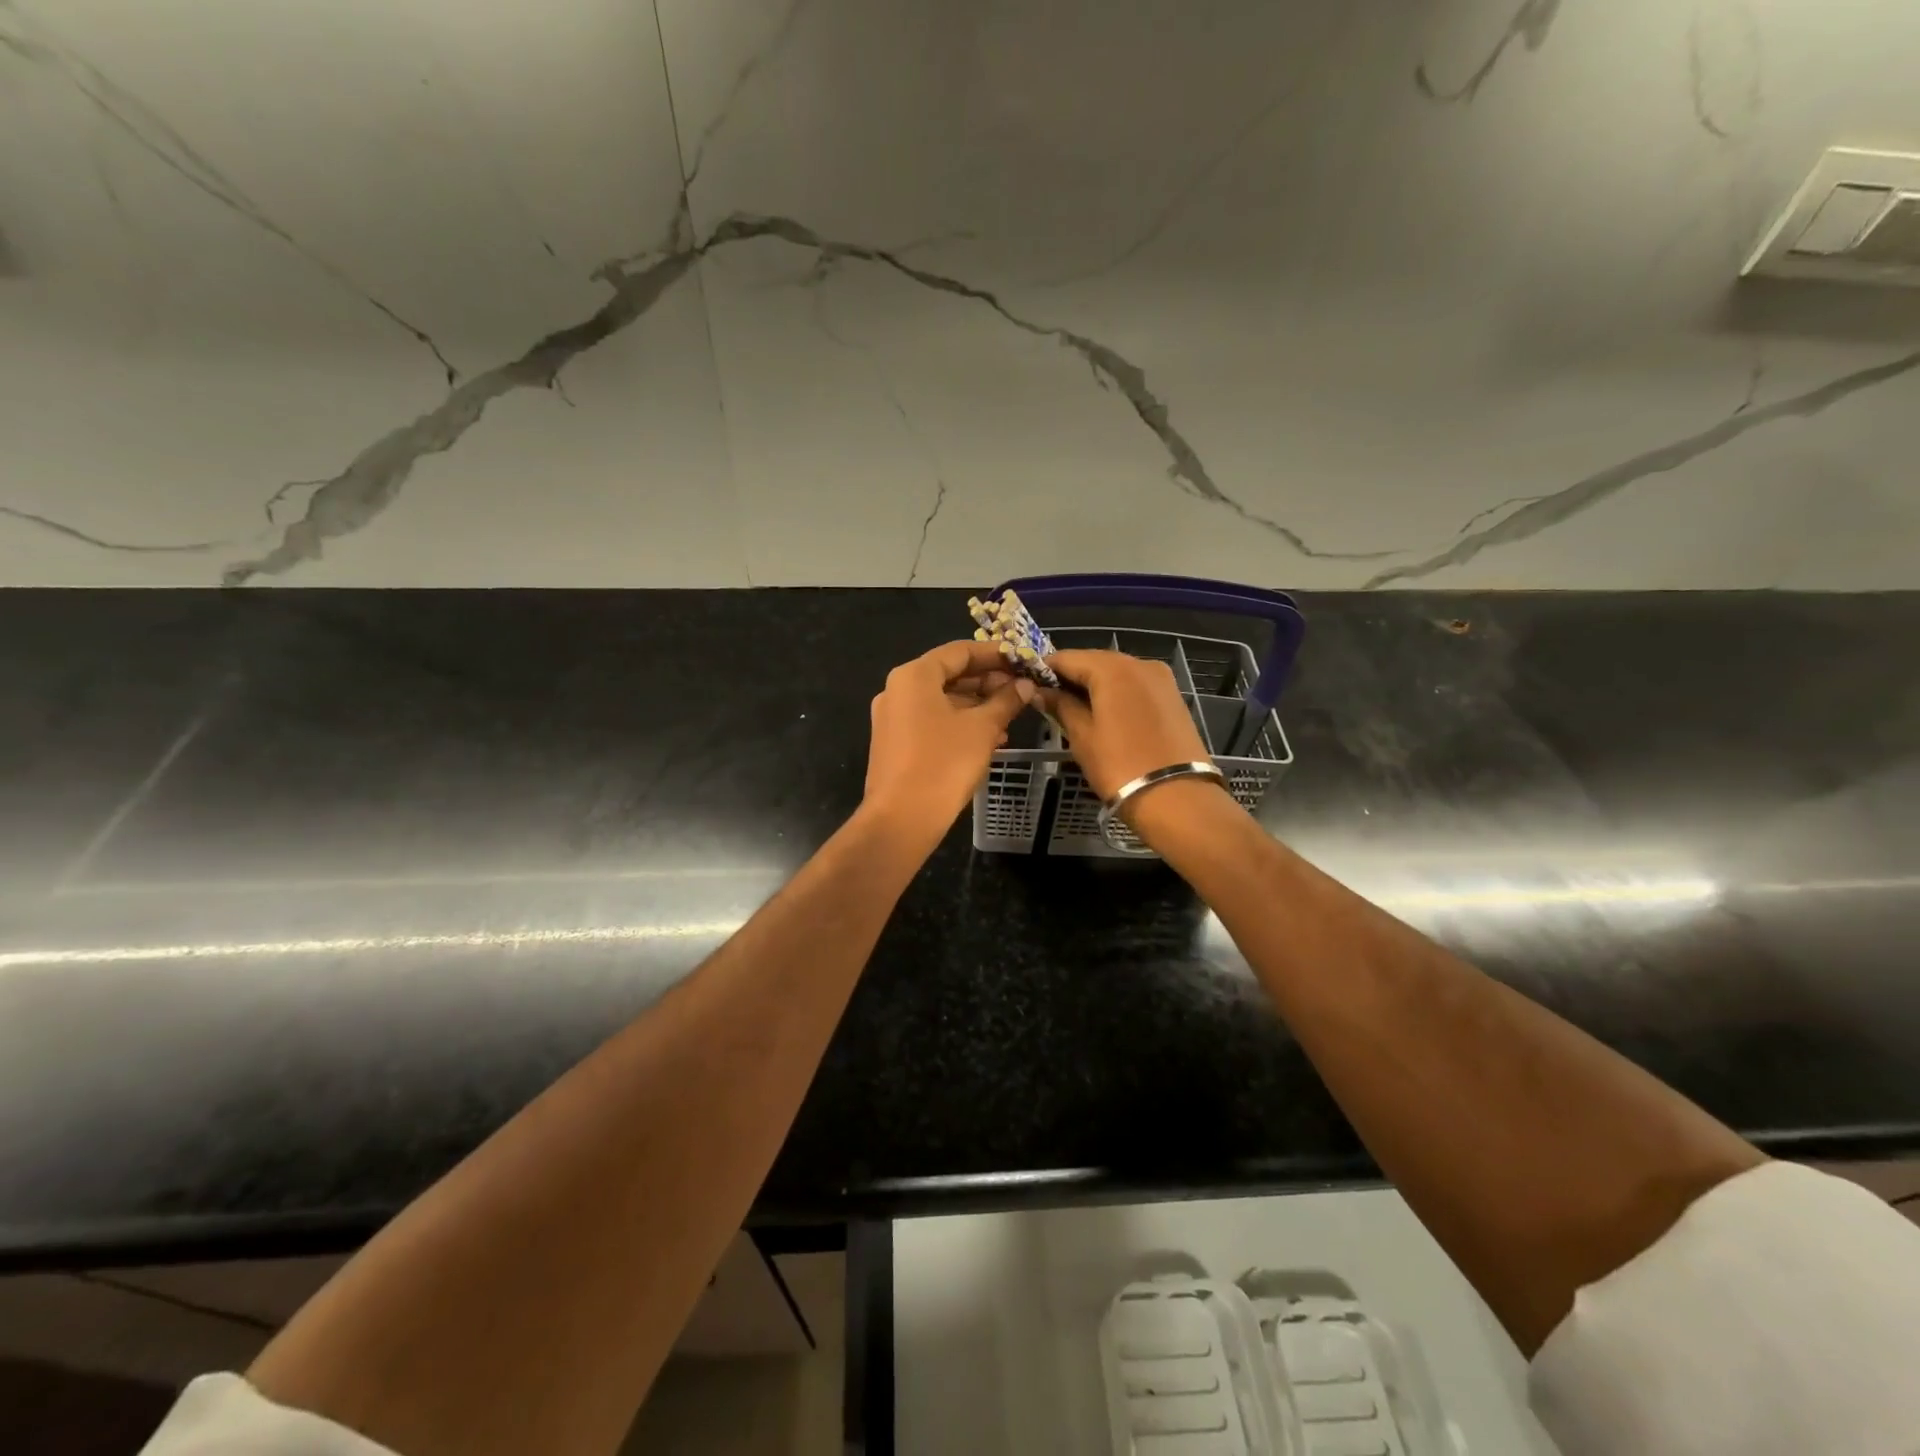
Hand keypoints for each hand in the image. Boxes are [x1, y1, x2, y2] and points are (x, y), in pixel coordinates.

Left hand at [863, 640, 1034, 846]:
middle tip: (1021, 690)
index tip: (1022, 660)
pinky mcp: (895, 743)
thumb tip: (1025, 685)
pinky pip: (932, 722)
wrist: (902, 819)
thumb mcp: (982, 728)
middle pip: (949, 674)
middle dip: (987, 682)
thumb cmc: (944, 763)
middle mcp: (897, 690)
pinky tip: (990, 738)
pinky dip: (959, 724)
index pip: (959, 651)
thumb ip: (1006, 700)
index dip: (994, 654)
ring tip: (1010, 716)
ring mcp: (893, 718)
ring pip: (942, 700)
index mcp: (914, 676)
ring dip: (977, 705)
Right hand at [1036, 650, 1211, 801]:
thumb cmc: (1120, 766)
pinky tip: (1104, 714)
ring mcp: (1161, 679)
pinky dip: (1116, 693)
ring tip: (1075, 709)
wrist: (1177, 797)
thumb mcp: (1082, 737)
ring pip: (1117, 673)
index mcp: (1113, 668)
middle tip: (1049, 699)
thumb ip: (1061, 706)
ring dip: (1094, 685)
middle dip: (1071, 676)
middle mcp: (1139, 663)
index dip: (1045, 668)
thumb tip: (1041, 692)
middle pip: (1095, 661)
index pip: (1068, 657)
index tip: (1028, 684)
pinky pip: (1135, 686)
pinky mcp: (1173, 697)